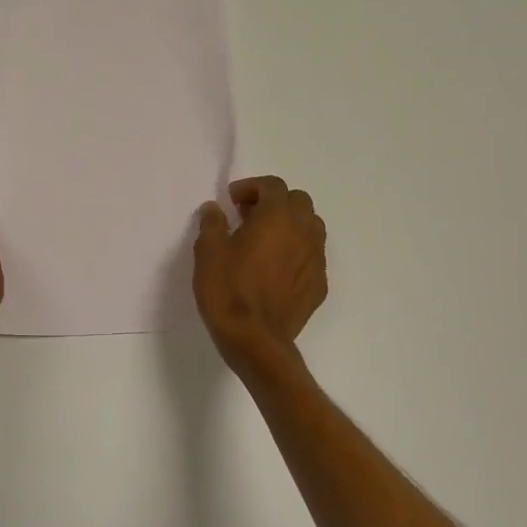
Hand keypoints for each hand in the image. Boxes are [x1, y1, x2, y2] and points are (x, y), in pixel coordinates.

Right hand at [194, 175, 327, 371]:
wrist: (254, 340)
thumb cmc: (228, 289)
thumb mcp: (208, 251)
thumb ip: (212, 223)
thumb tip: (214, 209)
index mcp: (277, 217)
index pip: (273, 186)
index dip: (251, 187)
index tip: (231, 201)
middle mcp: (304, 232)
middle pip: (298, 201)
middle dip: (274, 202)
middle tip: (248, 217)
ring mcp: (316, 259)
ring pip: (311, 227)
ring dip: (290, 225)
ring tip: (265, 241)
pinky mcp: (319, 285)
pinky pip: (311, 256)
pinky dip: (296, 252)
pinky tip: (275, 269)